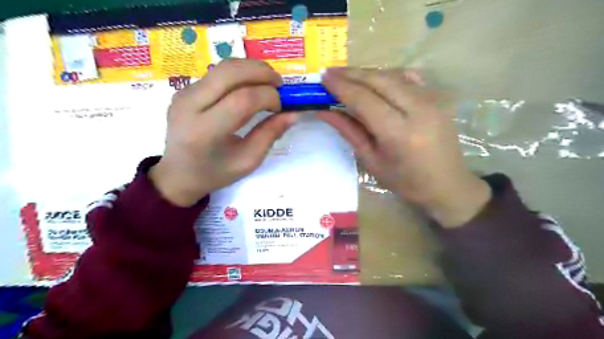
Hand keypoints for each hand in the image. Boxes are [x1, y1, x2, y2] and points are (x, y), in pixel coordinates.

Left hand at [151, 58, 296, 206]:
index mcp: (205, 131)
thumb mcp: (248, 161)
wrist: (177, 174)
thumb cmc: (215, 173)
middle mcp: (190, 106)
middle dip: (261, 72)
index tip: (281, 107)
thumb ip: (270, 134)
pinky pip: (216, 73)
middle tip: (280, 84)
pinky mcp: (184, 89)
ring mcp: (183, 94)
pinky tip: (250, 87)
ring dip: (251, 68)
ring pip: (223, 67)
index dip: (268, 97)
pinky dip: (239, 74)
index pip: (242, 100)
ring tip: (268, 82)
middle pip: (230, 73)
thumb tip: (293, 114)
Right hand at [317, 67, 487, 225]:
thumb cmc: (405, 182)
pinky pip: (409, 78)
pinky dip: (388, 75)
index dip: (341, 86)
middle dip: (352, 73)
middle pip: (379, 80)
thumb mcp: (372, 161)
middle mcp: (418, 109)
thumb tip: (325, 112)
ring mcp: (432, 100)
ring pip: (393, 75)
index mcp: (398, 132)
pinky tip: (375, 80)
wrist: (447, 185)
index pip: (364, 99)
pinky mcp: (437, 98)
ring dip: (368, 73)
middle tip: (331, 72)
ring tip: (348, 76)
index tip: (323, 77)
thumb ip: (349, 132)